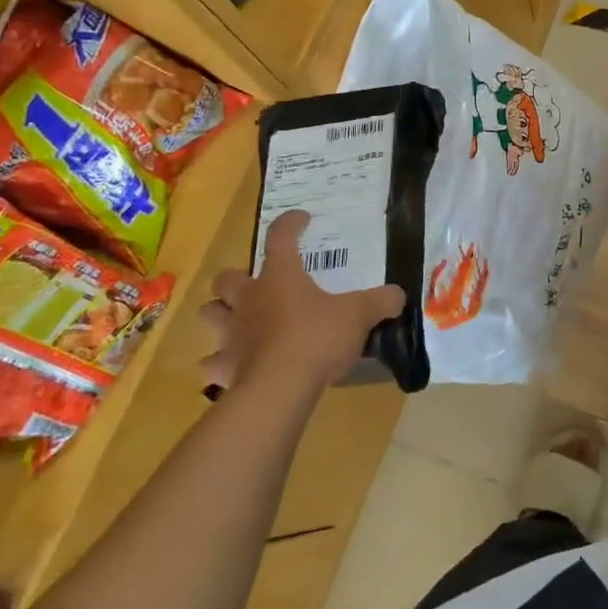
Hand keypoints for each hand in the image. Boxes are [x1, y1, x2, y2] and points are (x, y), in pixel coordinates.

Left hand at [198, 211, 405, 402]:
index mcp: (280, 277)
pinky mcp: (225, 366)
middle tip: (259, 285)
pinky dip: (221, 362)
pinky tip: (236, 365)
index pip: (280, 237)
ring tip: (240, 321)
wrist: (279, 388)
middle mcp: (249, 299)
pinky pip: (213, 361)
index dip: (290, 224)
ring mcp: (232, 333)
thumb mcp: (359, 315)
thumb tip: (398, 295)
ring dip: (221, 314)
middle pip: (227, 278)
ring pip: (210, 313)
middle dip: (238, 279)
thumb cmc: (317, 338)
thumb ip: (380, 301)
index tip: (302, 219)